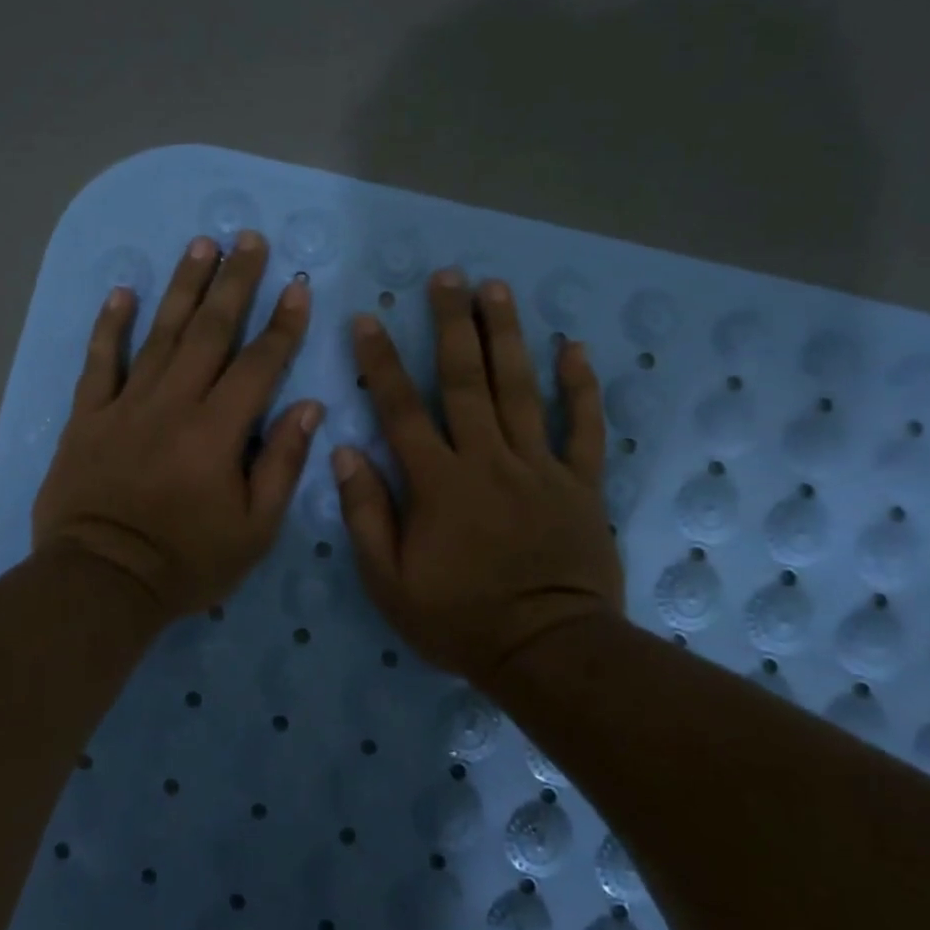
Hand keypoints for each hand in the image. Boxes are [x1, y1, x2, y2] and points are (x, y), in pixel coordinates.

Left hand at [33, 232, 322, 622]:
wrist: (101, 583)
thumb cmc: (187, 562)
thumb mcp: (254, 529)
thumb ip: (282, 464)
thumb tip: (309, 407)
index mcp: (218, 431)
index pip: (259, 364)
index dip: (283, 324)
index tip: (298, 286)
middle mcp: (174, 404)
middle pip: (210, 331)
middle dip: (234, 281)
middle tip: (248, 239)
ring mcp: (126, 405)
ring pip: (160, 334)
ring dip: (183, 287)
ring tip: (200, 246)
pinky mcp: (88, 416)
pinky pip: (99, 362)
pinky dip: (110, 326)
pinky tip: (123, 291)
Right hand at [332, 270, 622, 683]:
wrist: (547, 652)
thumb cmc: (461, 621)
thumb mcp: (390, 583)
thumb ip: (366, 516)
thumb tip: (345, 453)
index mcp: (438, 483)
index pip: (401, 409)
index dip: (381, 362)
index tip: (368, 318)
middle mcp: (487, 460)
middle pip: (465, 380)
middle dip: (451, 324)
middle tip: (447, 276)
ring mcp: (539, 467)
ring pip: (520, 389)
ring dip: (506, 336)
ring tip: (496, 289)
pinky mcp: (580, 483)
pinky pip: (584, 428)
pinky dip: (581, 387)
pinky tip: (574, 348)